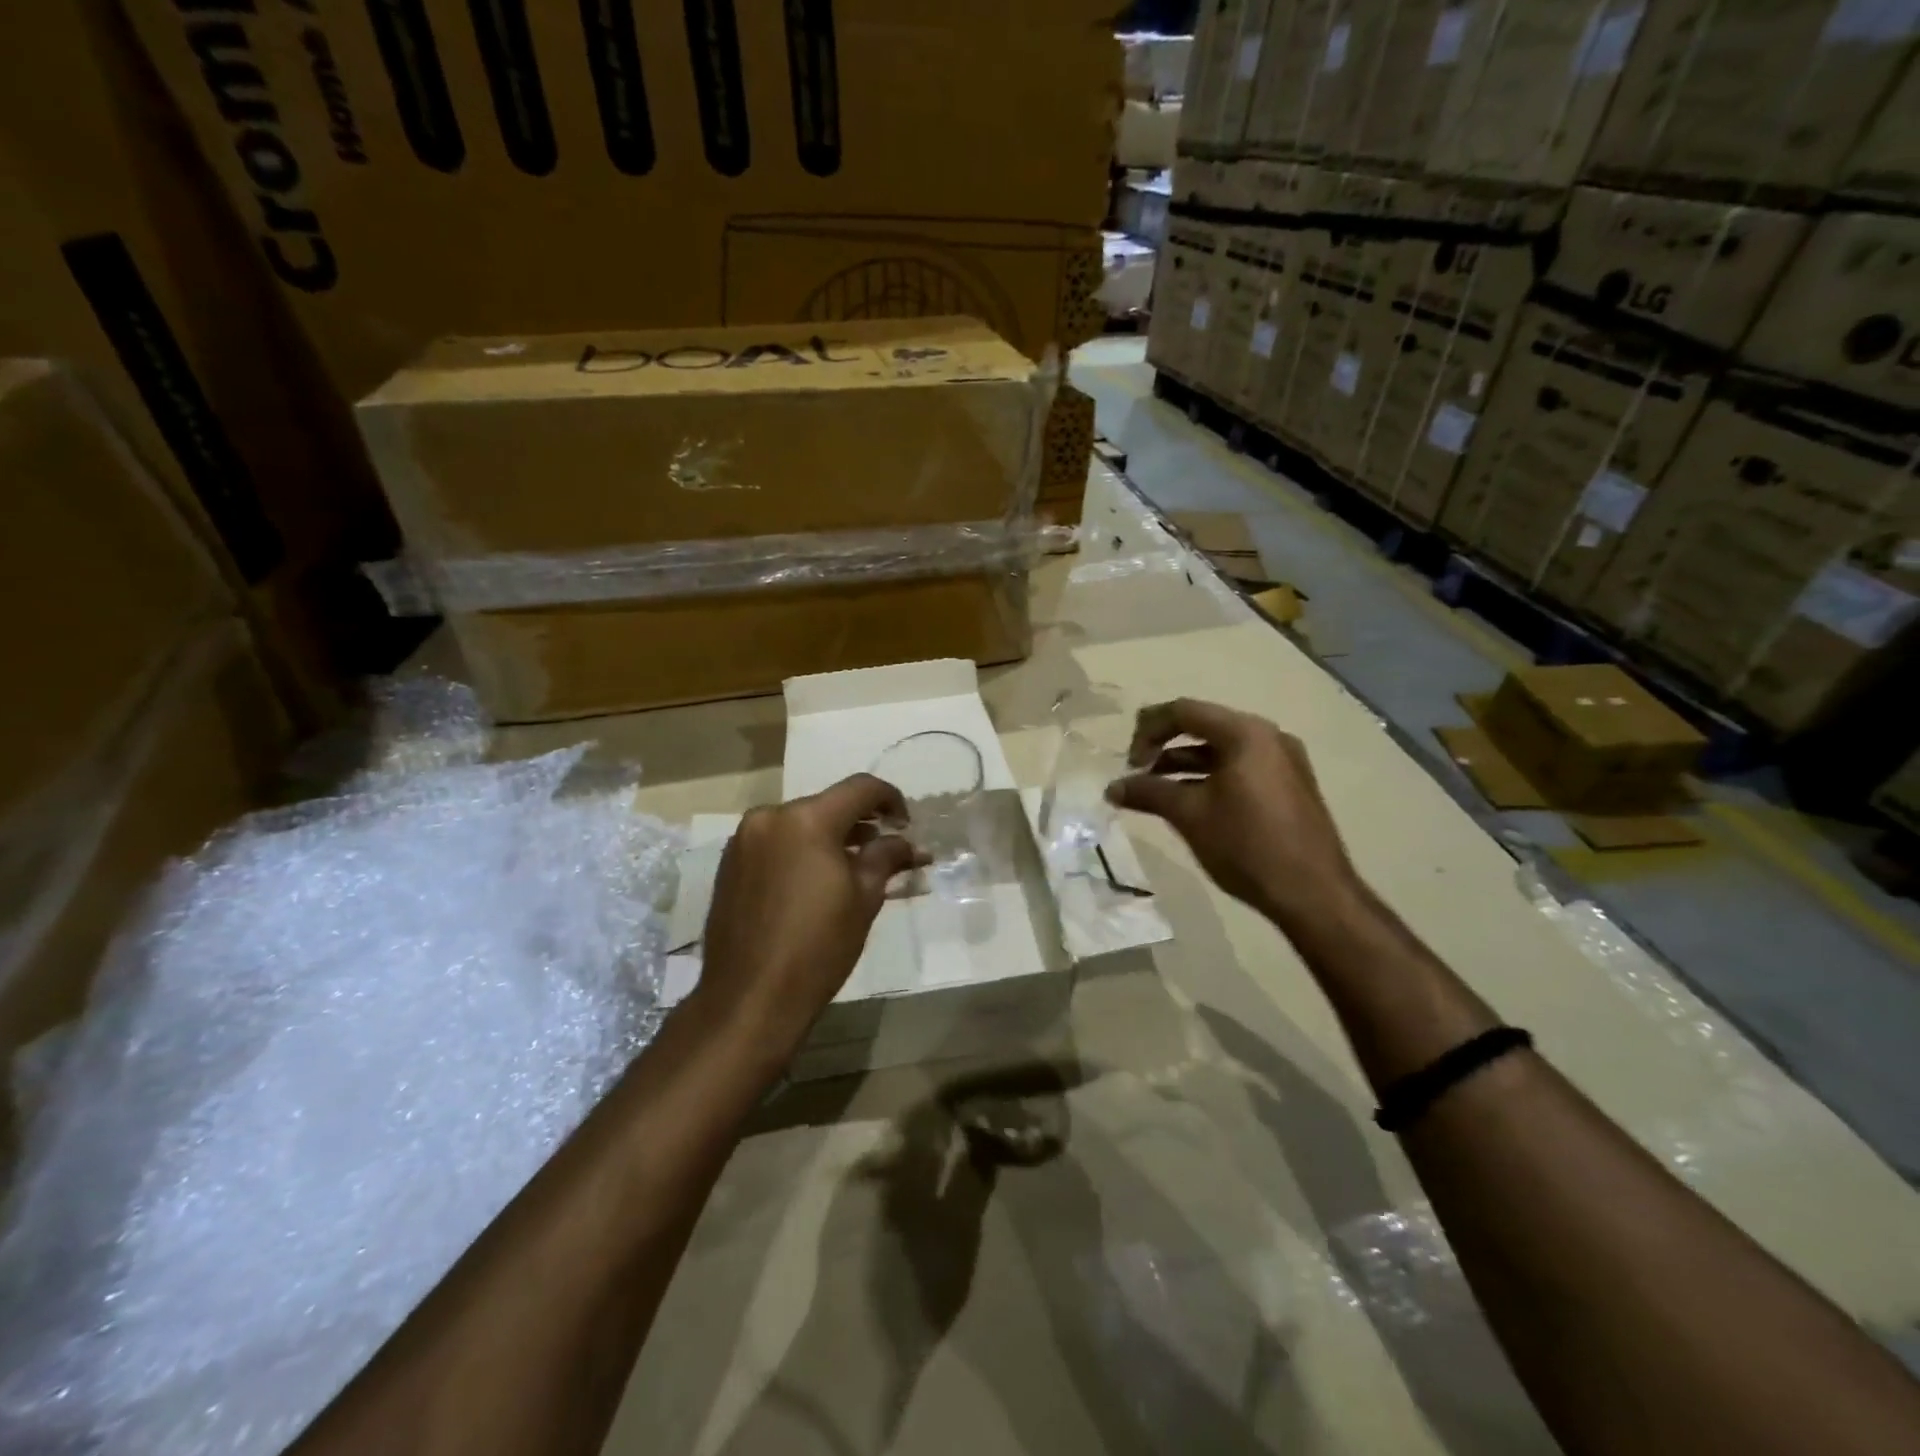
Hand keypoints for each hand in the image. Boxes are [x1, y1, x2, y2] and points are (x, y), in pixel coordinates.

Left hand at [696, 774, 922, 1066]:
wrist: (750, 997)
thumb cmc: (818, 946)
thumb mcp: (865, 898)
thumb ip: (887, 857)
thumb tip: (910, 844)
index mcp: (807, 819)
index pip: (860, 788)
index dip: (890, 799)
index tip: (905, 824)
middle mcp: (770, 817)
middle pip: (826, 805)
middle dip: (859, 822)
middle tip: (884, 849)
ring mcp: (744, 840)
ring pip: (799, 823)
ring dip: (829, 836)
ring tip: (853, 867)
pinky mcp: (729, 864)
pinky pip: (775, 842)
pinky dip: (800, 850)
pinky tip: (815, 881)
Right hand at [1105, 698, 1361, 934]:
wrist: (1314, 895)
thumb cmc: (1247, 845)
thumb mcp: (1189, 815)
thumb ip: (1147, 793)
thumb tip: (1112, 788)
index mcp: (1245, 733)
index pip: (1184, 711)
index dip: (1147, 730)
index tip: (1128, 762)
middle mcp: (1268, 737)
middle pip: (1203, 726)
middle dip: (1164, 746)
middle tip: (1137, 771)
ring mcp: (1283, 761)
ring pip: (1221, 750)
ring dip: (1184, 764)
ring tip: (1155, 790)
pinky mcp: (1289, 785)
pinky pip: (1240, 768)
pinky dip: (1209, 777)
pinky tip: (1190, 802)